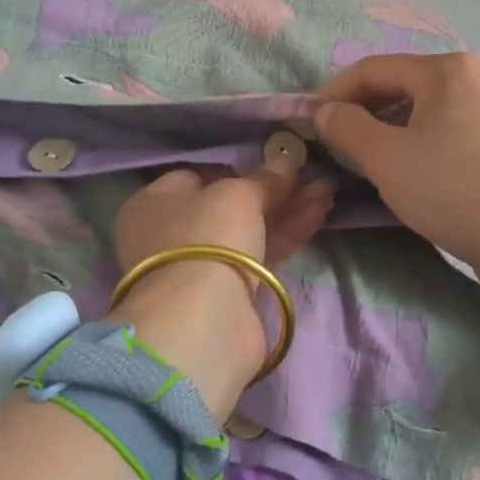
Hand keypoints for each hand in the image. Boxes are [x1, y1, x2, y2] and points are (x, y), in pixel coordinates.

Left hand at [109, 156, 333, 421]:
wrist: (203, 320)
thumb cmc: (207, 237)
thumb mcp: (237, 195)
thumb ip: (264, 179)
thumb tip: (285, 160)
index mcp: (153, 204)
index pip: (195, 177)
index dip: (233, 168)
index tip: (268, 163)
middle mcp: (171, 234)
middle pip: (227, 205)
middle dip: (270, 190)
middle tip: (308, 174)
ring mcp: (200, 266)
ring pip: (249, 230)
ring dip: (286, 210)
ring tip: (326, 189)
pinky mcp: (229, 293)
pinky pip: (261, 253)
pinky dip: (288, 233)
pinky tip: (319, 211)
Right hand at [316, 52, 479, 291]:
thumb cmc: (448, 186)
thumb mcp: (385, 156)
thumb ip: (346, 126)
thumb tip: (325, 112)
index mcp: (445, 70)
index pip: (372, 69)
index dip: (334, 93)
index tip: (310, 121)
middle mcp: (472, 77)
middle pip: (400, 85)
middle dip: (362, 111)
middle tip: (335, 142)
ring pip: (423, 109)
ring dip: (387, 128)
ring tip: (365, 157)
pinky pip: (446, 128)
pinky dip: (417, 141)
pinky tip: (407, 168)